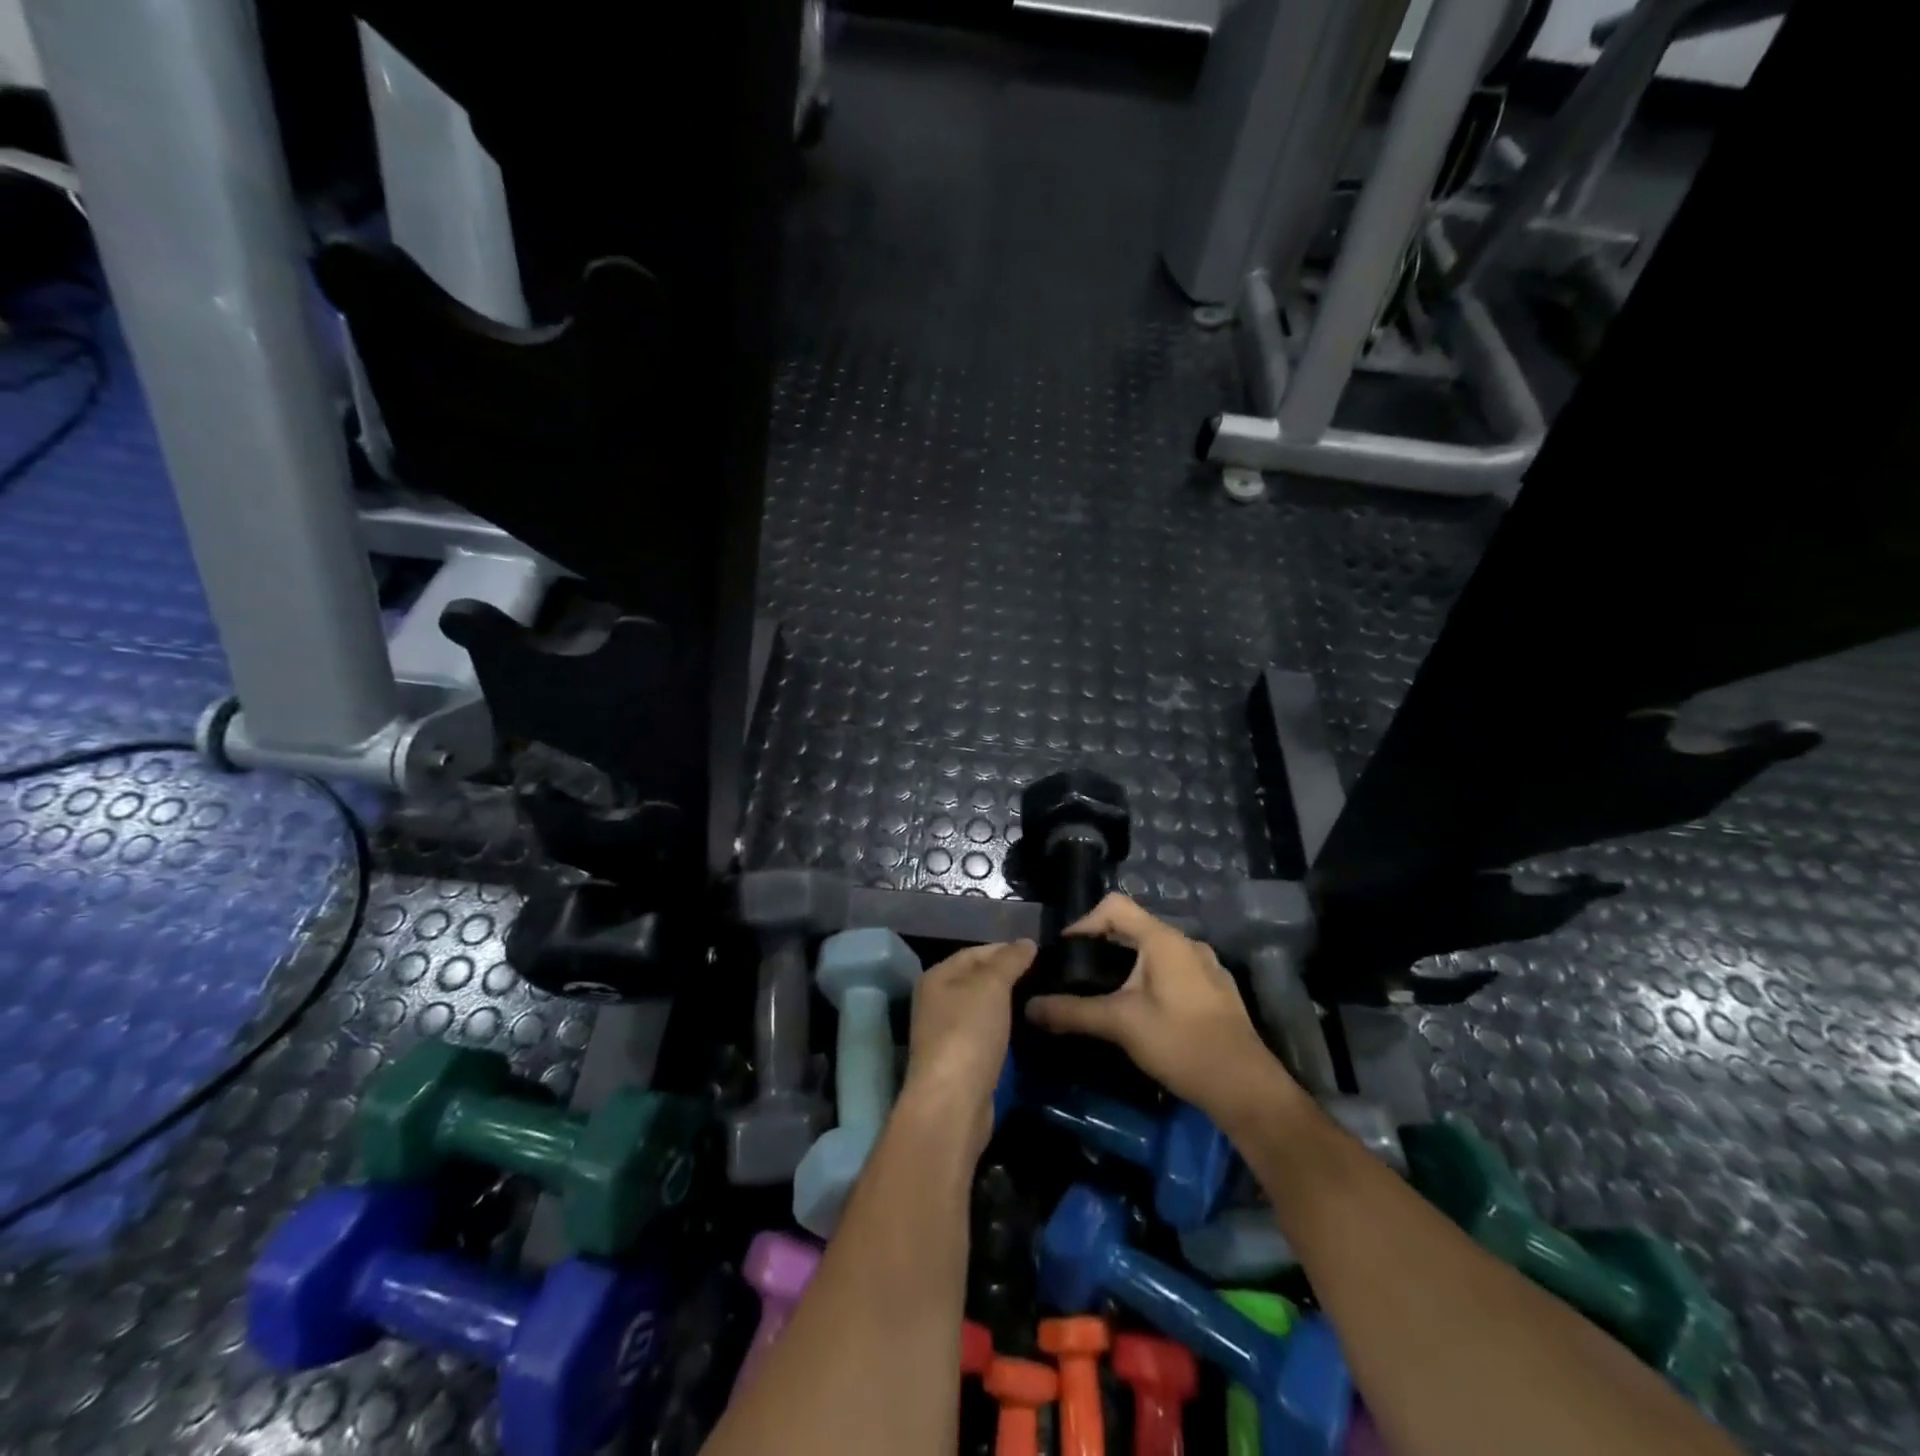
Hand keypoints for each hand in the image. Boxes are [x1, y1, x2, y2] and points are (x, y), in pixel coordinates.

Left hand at [899, 940, 1036, 1153]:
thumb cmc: (968, 1032)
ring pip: (982, 1009)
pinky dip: (1004, 1029)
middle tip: (1045, 976)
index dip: (1006, 950)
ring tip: (1040, 999)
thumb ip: (1009, 960)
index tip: (1039, 954)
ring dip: (1008, 1005)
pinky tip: (1026, 1030)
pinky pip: (985, 1034)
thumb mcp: (992, 985)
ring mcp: (946, 1034)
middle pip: (977, 980)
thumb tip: (1026, 942)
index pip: (975, 952)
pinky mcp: (960, 1062)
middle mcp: (936, 1002)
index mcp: (937, 977)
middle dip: (1009, 977)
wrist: (953, 1101)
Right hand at [1026, 895, 1283, 1118]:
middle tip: (1079, 975)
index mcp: (1164, 940)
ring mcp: (1207, 967)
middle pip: (1134, 928)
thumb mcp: (1120, 1025)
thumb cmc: (1180, 1043)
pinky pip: (1174, 972)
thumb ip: (1072, 1012)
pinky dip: (1151, 981)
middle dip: (1102, 947)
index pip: (1115, 906)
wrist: (1245, 1087)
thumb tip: (1029, 1007)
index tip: (1065, 953)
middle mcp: (1187, 944)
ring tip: (1106, 995)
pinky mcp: (1216, 991)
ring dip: (1127, 966)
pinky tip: (1143, 1014)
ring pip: (1155, 952)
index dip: (1084, 922)